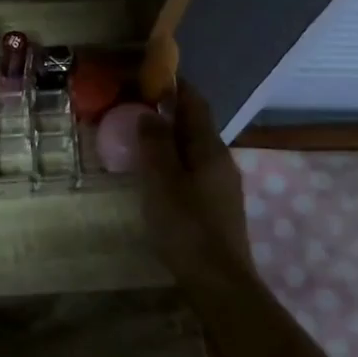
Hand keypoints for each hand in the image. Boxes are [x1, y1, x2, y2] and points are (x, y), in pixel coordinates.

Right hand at [136, 78, 255, 280]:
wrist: (219, 282)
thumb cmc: (187, 227)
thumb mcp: (162, 182)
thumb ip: (155, 144)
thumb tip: (149, 112)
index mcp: (209, 149)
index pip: (195, 103)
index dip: (176, 86)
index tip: (151, 74)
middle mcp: (221, 160)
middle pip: (196, 125)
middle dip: (170, 111)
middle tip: (136, 105)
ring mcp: (222, 184)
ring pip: (194, 148)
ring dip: (171, 137)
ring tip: (141, 137)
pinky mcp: (216, 205)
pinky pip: (193, 169)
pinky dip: (174, 160)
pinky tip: (156, 174)